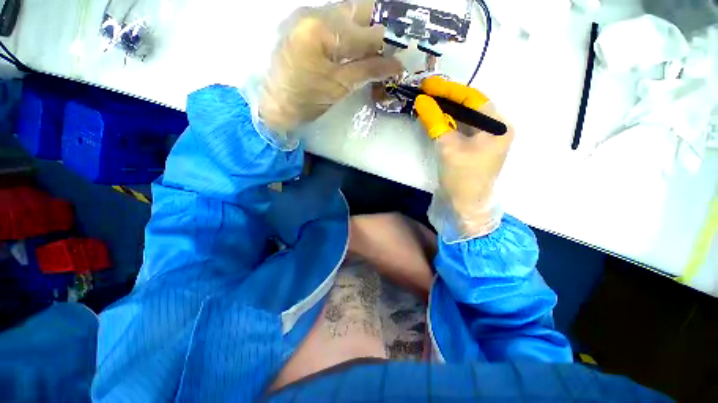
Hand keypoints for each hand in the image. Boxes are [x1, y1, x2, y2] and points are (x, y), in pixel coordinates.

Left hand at [259, 0, 402, 133]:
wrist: (277, 104)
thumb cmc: (307, 100)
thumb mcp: (340, 87)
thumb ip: (368, 71)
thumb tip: (397, 65)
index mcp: (322, 29)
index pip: (365, 32)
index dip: (386, 44)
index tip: (399, 54)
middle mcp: (313, 13)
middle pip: (356, 10)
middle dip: (376, 28)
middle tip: (387, 48)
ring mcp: (306, 17)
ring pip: (345, 13)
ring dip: (363, 29)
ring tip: (373, 50)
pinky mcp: (304, 25)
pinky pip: (333, 21)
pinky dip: (348, 32)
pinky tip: (354, 48)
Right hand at [414, 77, 514, 240]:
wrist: (466, 205)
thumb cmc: (462, 177)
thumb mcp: (448, 147)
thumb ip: (435, 122)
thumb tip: (421, 101)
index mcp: (497, 126)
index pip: (473, 98)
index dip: (449, 90)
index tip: (429, 84)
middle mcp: (495, 128)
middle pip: (470, 106)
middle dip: (447, 99)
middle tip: (426, 92)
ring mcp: (486, 139)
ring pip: (465, 117)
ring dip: (446, 110)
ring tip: (428, 102)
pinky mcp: (475, 147)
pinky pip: (461, 128)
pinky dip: (448, 122)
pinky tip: (435, 118)